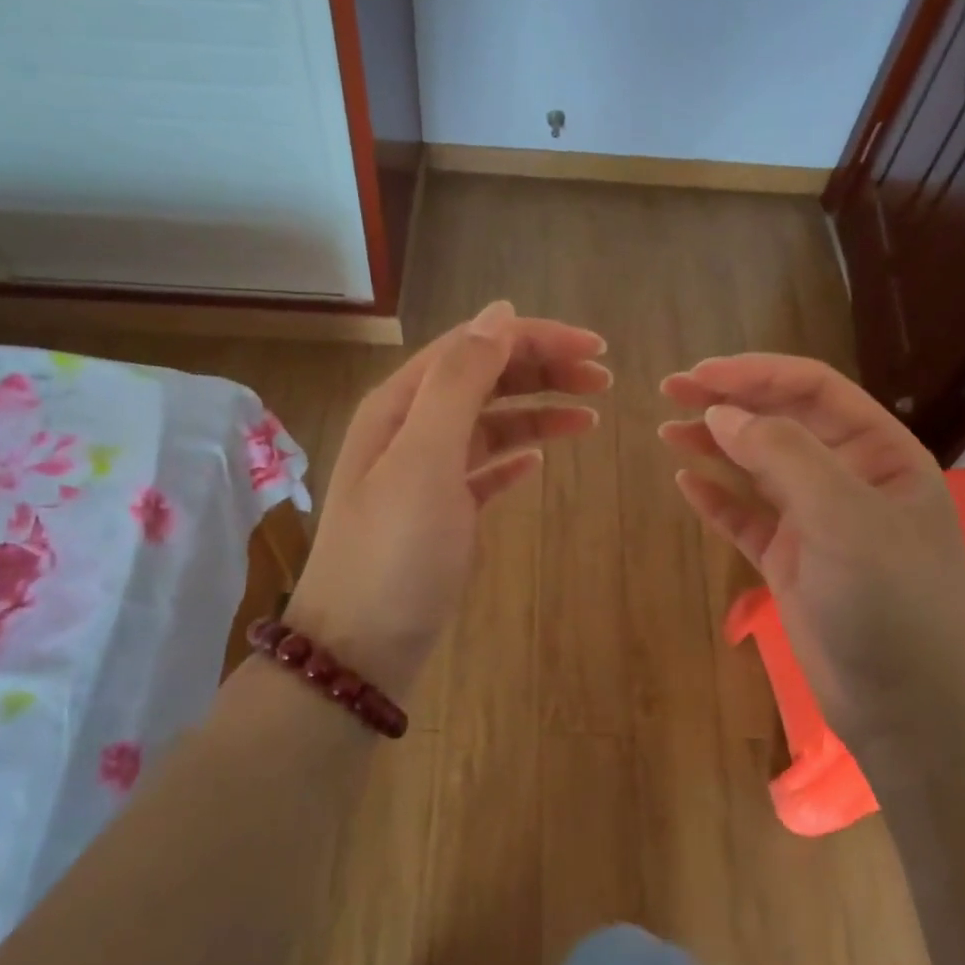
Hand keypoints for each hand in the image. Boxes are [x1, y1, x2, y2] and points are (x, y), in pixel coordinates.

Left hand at [284, 301, 609, 689]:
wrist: (360, 650)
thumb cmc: (394, 552)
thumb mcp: (424, 457)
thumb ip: (460, 382)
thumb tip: (499, 314)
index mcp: (401, 405)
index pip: (474, 346)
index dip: (535, 339)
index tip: (596, 349)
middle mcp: (410, 429)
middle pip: (483, 379)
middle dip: (542, 370)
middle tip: (604, 381)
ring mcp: (424, 474)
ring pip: (488, 424)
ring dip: (536, 412)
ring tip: (589, 417)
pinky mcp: (440, 514)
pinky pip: (483, 470)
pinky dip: (513, 457)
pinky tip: (540, 462)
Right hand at [660, 355, 964, 735]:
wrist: (912, 712)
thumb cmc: (893, 603)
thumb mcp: (844, 516)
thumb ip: (783, 455)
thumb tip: (721, 412)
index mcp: (881, 454)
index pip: (814, 391)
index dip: (755, 374)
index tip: (699, 375)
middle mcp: (850, 480)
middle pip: (782, 422)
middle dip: (729, 402)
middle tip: (670, 391)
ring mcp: (819, 523)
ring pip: (760, 468)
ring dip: (716, 445)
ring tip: (666, 430)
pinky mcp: (792, 563)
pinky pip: (747, 518)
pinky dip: (717, 499)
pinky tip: (685, 483)